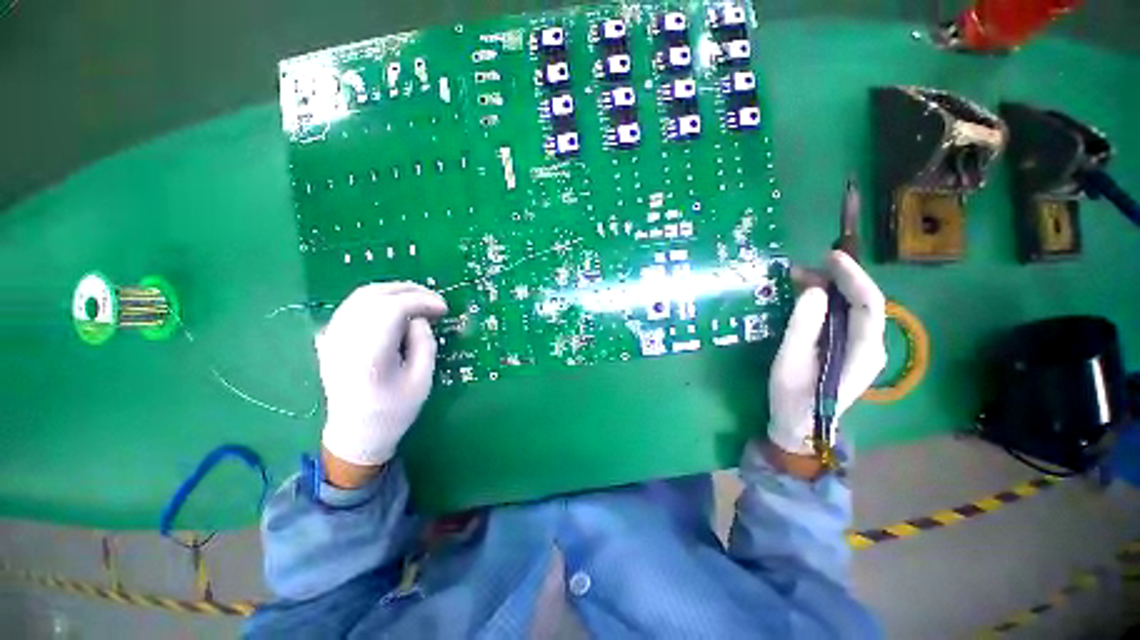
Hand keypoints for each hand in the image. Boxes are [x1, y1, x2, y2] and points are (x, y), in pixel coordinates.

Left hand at [317, 282, 447, 474]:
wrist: (356, 433)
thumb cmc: (394, 411)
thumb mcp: (422, 380)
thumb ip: (424, 343)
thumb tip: (420, 318)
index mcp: (368, 355)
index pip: (392, 309)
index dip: (422, 302)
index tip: (444, 309)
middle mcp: (345, 340)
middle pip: (374, 295)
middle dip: (409, 291)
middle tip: (434, 299)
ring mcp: (333, 338)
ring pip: (360, 296)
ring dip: (393, 291)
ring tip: (418, 299)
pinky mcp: (331, 338)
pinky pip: (353, 306)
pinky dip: (377, 299)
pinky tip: (394, 308)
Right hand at [767, 251, 886, 456]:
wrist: (800, 425)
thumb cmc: (793, 396)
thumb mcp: (790, 360)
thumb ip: (803, 325)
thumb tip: (814, 291)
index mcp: (863, 351)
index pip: (869, 303)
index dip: (852, 276)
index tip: (830, 256)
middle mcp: (873, 347)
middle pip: (864, 302)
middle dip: (838, 279)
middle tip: (805, 267)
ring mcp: (864, 349)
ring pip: (855, 309)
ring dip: (832, 289)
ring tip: (802, 278)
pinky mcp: (851, 350)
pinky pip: (845, 318)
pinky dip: (829, 302)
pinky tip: (810, 297)